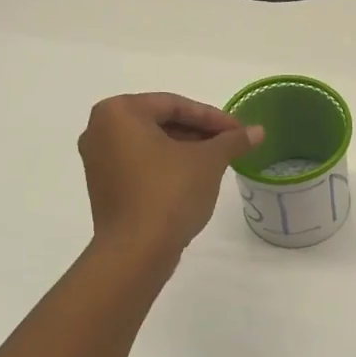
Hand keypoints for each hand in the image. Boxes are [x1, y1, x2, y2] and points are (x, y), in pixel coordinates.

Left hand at [78, 94, 262, 257]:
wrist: (136, 251)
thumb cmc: (169, 193)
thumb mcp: (208, 162)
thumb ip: (232, 140)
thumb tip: (258, 131)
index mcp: (118, 112)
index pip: (174, 105)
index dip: (213, 117)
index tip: (239, 131)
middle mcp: (99, 130)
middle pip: (160, 122)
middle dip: (198, 133)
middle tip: (230, 145)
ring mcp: (97, 161)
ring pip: (150, 145)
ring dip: (184, 149)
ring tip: (217, 162)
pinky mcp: (103, 187)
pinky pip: (139, 165)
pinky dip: (166, 166)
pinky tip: (193, 178)